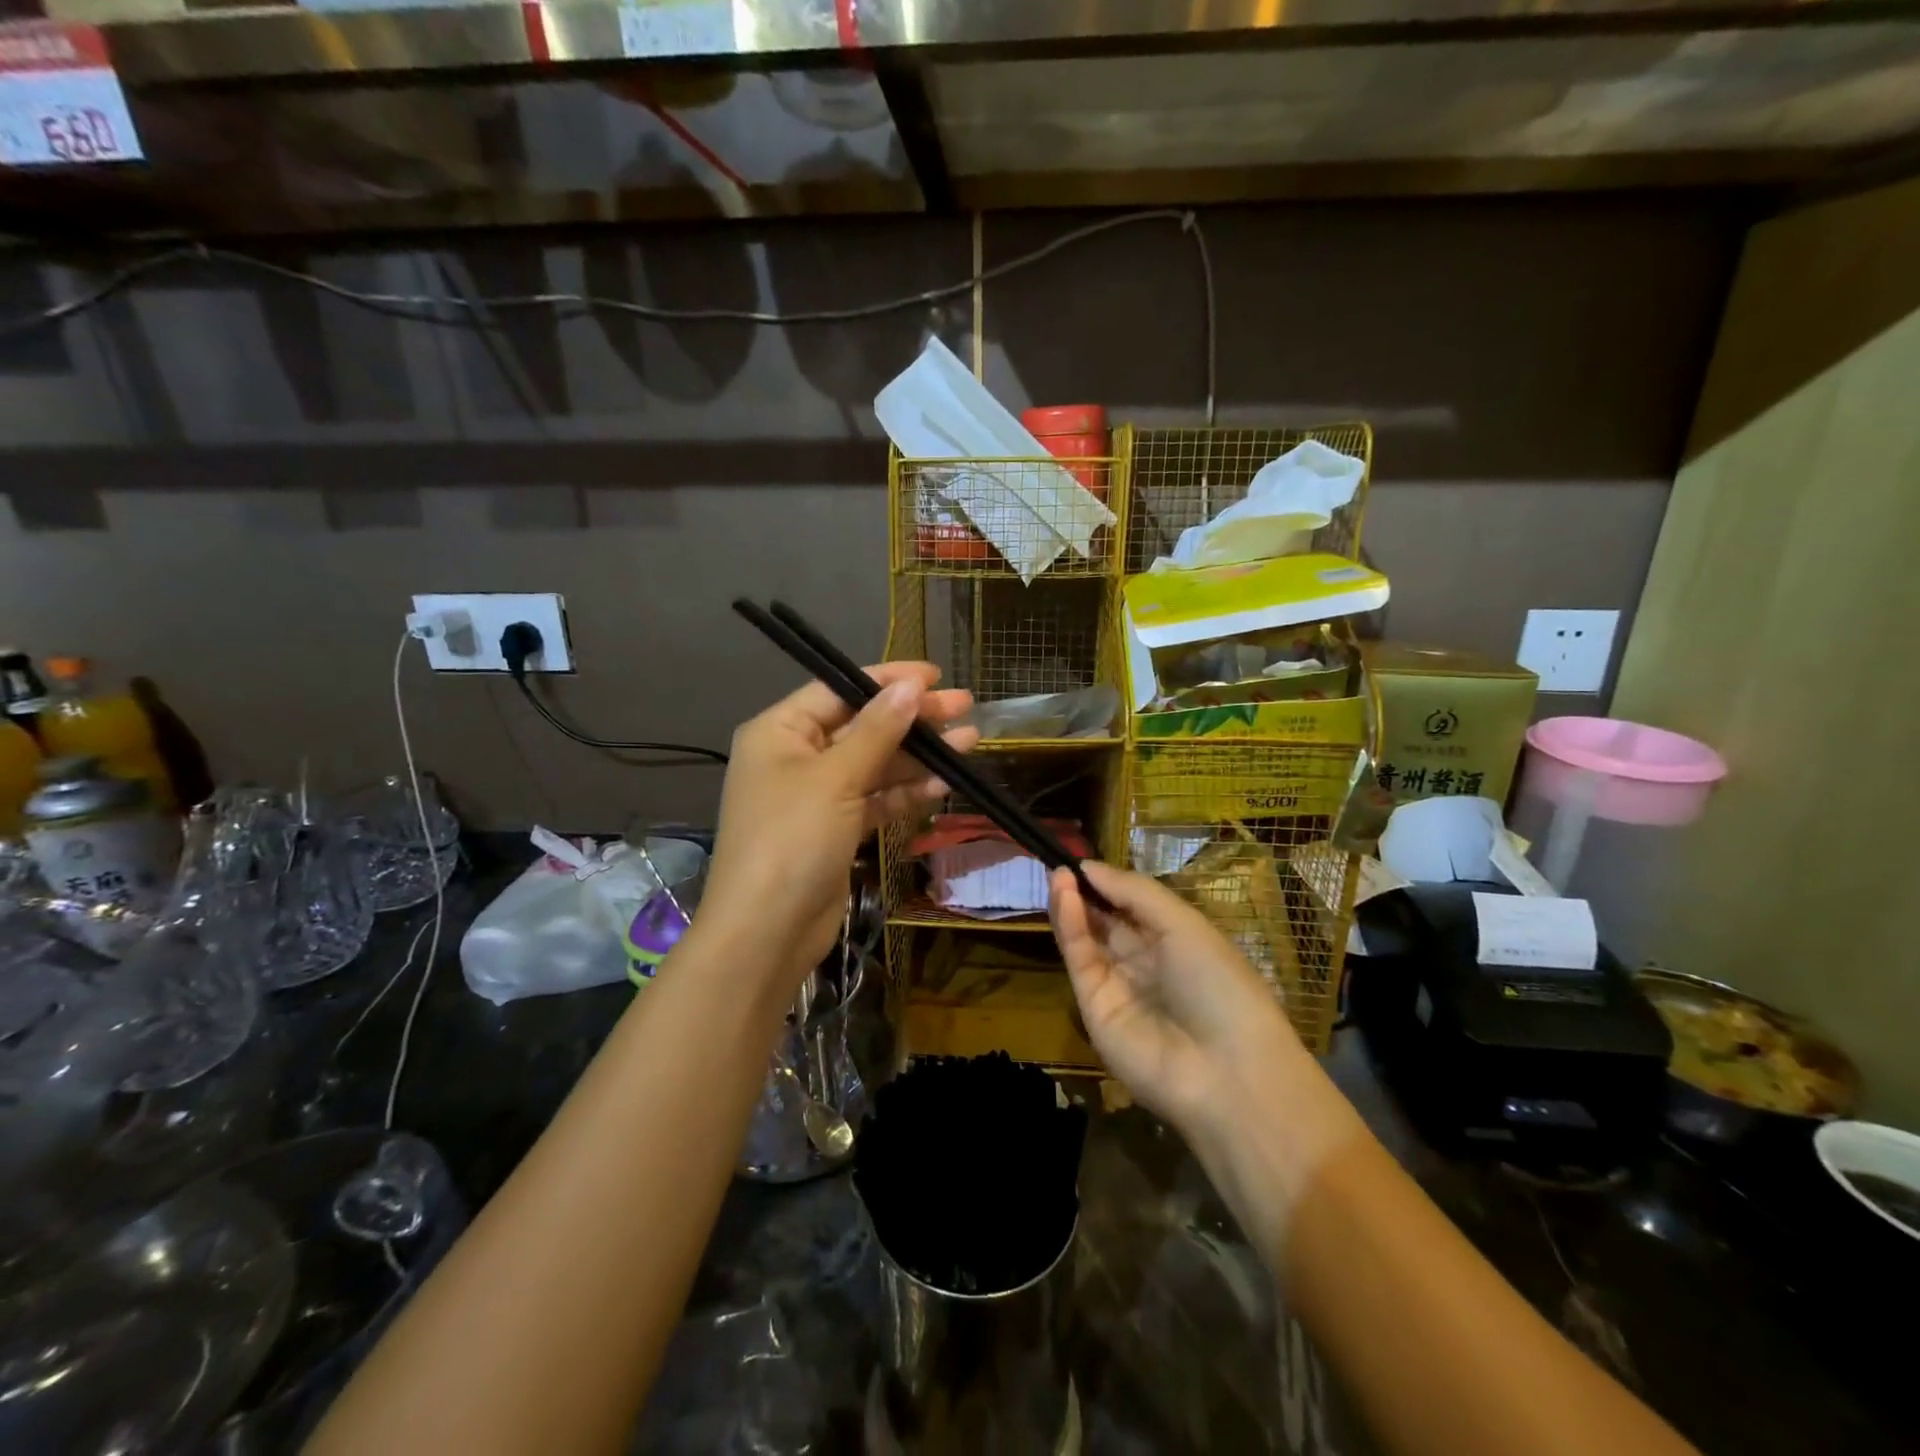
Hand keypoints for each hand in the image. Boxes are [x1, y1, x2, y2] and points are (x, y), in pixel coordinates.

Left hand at [700, 662, 977, 994]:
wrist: (767, 932)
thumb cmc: (792, 839)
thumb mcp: (836, 778)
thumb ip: (877, 730)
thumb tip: (911, 687)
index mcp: (780, 731)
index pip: (839, 690)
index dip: (888, 680)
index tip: (935, 676)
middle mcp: (796, 757)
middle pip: (862, 726)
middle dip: (912, 718)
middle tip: (964, 706)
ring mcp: (817, 796)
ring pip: (875, 764)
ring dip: (918, 756)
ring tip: (969, 741)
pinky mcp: (836, 829)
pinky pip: (875, 799)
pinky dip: (906, 792)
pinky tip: (944, 784)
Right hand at [1049, 861, 1304, 1136]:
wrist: (1226, 1071)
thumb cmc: (1219, 984)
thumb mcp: (1185, 924)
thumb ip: (1134, 891)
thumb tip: (1089, 866)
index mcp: (1177, 943)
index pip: (1134, 907)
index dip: (1110, 882)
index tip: (1085, 857)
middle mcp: (1146, 963)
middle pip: (1106, 921)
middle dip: (1086, 891)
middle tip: (1060, 861)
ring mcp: (1118, 986)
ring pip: (1087, 938)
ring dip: (1072, 903)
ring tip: (1057, 873)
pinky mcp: (1093, 1007)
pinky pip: (1080, 959)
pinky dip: (1069, 926)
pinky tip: (1064, 895)